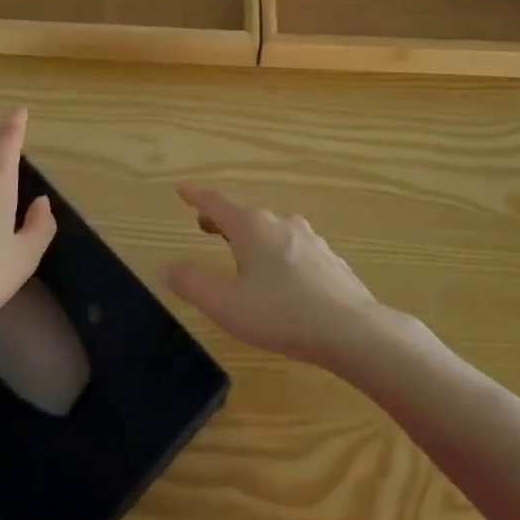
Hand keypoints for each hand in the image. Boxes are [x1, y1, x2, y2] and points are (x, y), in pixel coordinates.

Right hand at [162, 185, 386, 369]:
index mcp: (252, 227)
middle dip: (223, 219)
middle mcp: (280, 223)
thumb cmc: (282, 315)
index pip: (216, 203)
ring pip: (271, 230)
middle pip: (244, 214)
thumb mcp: (226, 305)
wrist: (352, 330)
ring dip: (251, 236)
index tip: (181, 189)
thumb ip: (193, 283)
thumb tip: (167, 266)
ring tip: (242, 252)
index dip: (196, 196)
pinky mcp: (328, 259)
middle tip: (205, 226)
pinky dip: (276, 252)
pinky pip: (293, 247)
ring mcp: (309, 239)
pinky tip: (281, 276)